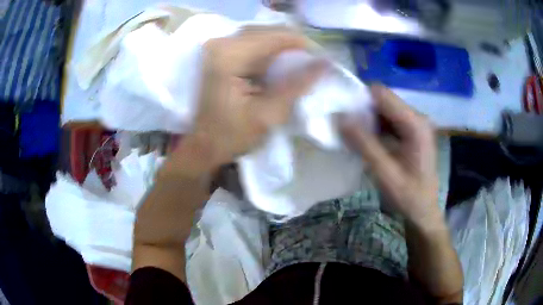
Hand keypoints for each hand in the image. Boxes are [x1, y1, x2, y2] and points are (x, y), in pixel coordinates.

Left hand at [178, 28, 325, 171]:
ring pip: (262, 35)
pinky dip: (270, 52)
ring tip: (300, 64)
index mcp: (229, 56)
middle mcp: (221, 44)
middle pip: (268, 32)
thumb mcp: (269, 114)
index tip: (322, 60)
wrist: (203, 146)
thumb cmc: (232, 136)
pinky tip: (281, 65)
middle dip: (294, 46)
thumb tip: (326, 62)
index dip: (303, 45)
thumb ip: (298, 85)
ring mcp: (218, 47)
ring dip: (283, 48)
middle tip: (313, 64)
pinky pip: (252, 43)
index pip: (275, 37)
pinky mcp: (220, 53)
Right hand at [340, 85, 441, 228]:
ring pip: (385, 109)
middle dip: (363, 109)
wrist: (424, 212)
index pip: (382, 94)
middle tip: (346, 127)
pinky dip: (375, 127)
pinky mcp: (412, 132)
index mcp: (415, 124)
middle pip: (384, 100)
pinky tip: (367, 141)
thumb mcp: (384, 173)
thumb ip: (364, 144)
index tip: (342, 113)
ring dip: (368, 119)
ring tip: (354, 135)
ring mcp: (416, 124)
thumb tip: (340, 117)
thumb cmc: (408, 196)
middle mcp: (417, 117)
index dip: (360, 98)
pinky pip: (389, 120)